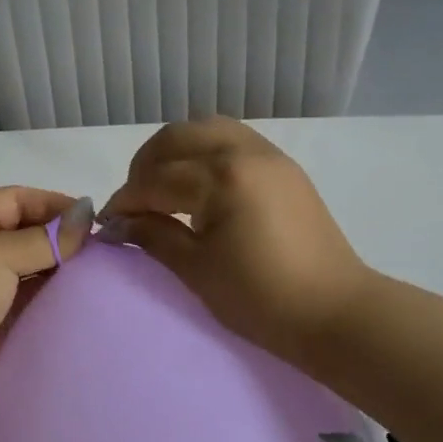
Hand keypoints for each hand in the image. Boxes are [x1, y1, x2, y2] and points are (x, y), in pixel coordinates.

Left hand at [0, 187, 90, 412]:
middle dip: (61, 240)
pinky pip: (28, 303)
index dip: (55, 205)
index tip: (94, 221)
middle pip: (25, 233)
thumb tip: (87, 213)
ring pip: (29, 270)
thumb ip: (46, 238)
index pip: (18, 199)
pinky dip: (51, 300)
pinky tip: (81, 302)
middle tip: (103, 252)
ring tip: (99, 276)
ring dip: (59, 272)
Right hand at [100, 118, 370, 365]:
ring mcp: (269, 155)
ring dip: (176, 151)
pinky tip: (199, 185)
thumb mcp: (197, 270)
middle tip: (134, 202)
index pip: (156, 179)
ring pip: (207, 129)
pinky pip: (233, 139)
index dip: (126, 201)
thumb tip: (119, 223)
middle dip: (145, 165)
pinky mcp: (284, 167)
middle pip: (177, 137)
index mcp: (221, 178)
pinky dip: (205, 152)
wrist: (335, 312)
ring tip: (164, 187)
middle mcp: (244, 152)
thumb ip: (154, 236)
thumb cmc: (261, 298)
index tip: (108, 223)